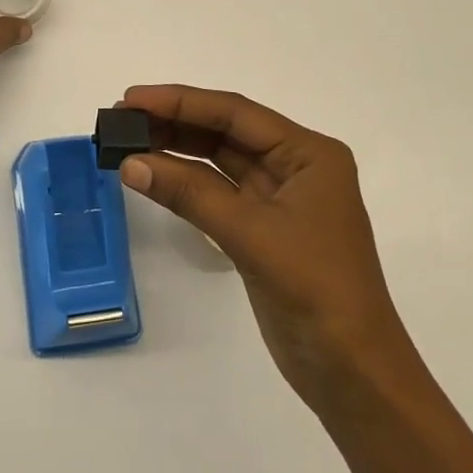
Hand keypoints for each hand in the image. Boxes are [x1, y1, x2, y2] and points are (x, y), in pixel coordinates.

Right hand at [118, 85, 418, 415]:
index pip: (235, 113)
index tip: (131, 99)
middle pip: (225, 132)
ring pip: (218, 160)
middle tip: (119, 119)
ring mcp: (278, 199)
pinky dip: (184, 183)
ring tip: (126, 141)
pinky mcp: (262, 228)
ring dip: (175, 150)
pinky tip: (152, 175)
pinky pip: (216, 192)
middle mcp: (295, 166)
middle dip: (174, 122)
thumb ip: (190, 193)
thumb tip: (129, 162)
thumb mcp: (252, 233)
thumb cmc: (315, 289)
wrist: (352, 373)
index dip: (181, 101)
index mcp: (309, 154)